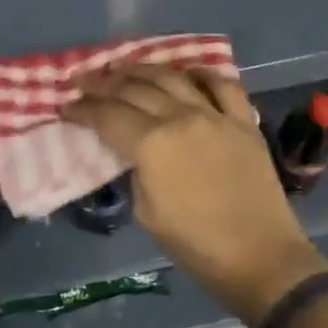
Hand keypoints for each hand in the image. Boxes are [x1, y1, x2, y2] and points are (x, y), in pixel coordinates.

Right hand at [63, 67, 327, 327]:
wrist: (261, 258)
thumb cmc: (197, 246)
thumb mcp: (147, 213)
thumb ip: (135, 172)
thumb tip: (133, 153)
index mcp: (152, 144)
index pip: (107, 115)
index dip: (82, 109)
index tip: (66, 105)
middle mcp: (181, 118)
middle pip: (134, 89)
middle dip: (103, 83)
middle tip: (84, 80)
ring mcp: (215, 115)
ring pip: (172, 77)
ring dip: (142, 69)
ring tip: (123, 68)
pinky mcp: (243, 121)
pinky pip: (223, 84)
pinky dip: (202, 74)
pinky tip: (187, 73)